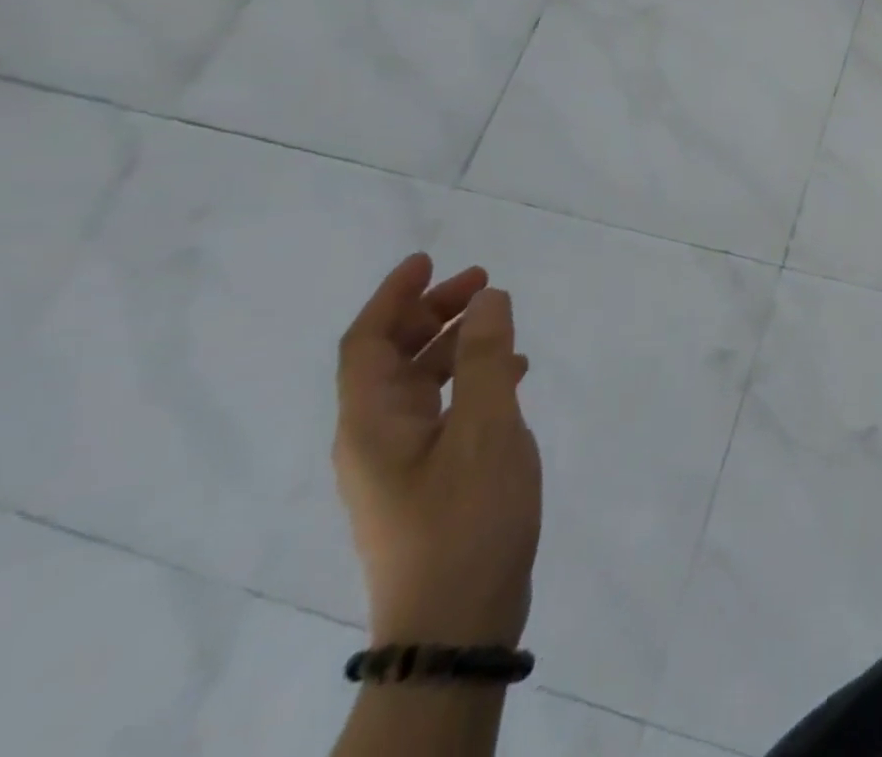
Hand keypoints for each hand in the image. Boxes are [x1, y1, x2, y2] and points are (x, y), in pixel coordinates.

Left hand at [334, 254, 541, 645]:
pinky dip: (472, 378)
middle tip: (483, 281)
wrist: (456, 623)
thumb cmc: (467, 518)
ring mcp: (400, 463)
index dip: (394, 295)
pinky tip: (514, 376)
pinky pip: (443, 409)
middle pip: (392, 358)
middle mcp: (375, 438)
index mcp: (372, 423)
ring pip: (420, 383)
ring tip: (503, 320)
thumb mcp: (488, 428)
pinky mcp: (428, 481)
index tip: (429, 258)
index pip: (367, 343)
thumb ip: (489, 358)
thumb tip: (490, 298)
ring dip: (455, 343)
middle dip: (432, 312)